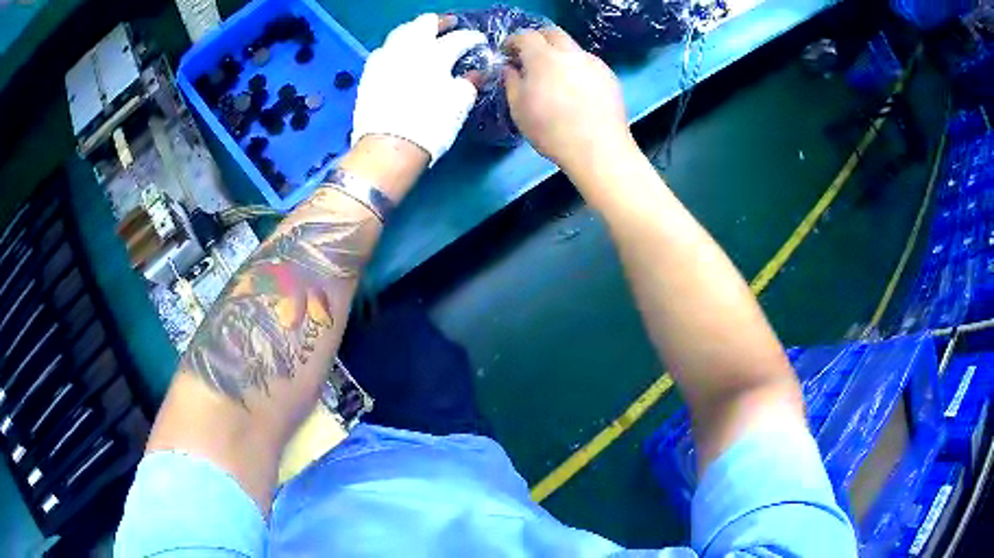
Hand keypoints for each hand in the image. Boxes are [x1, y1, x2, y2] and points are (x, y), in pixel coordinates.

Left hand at [352, 14, 485, 165]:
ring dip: (415, 29)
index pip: (459, 39)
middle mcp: (409, 49)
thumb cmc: (430, 126)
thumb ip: (469, 83)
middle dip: (440, 22)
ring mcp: (385, 59)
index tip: (480, 40)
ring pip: (400, 32)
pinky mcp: (369, 73)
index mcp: (436, 55)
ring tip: (423, 35)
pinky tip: (399, 53)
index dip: (472, 38)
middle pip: (424, 24)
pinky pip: (383, 49)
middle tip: (449, 25)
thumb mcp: (459, 105)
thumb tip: (475, 74)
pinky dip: (396, 46)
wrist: (388, 147)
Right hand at [504, 28, 635, 176]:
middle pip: (552, 33)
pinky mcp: (609, 76)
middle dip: (538, 39)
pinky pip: (588, 63)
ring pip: (573, 48)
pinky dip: (577, 68)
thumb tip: (510, 68)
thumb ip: (511, 82)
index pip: (525, 36)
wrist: (597, 148)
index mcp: (543, 57)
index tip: (508, 53)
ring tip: (555, 76)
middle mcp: (570, 53)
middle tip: (530, 56)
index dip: (513, 42)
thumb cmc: (550, 130)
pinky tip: (576, 89)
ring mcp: (593, 62)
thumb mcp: (518, 108)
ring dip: (560, 54)